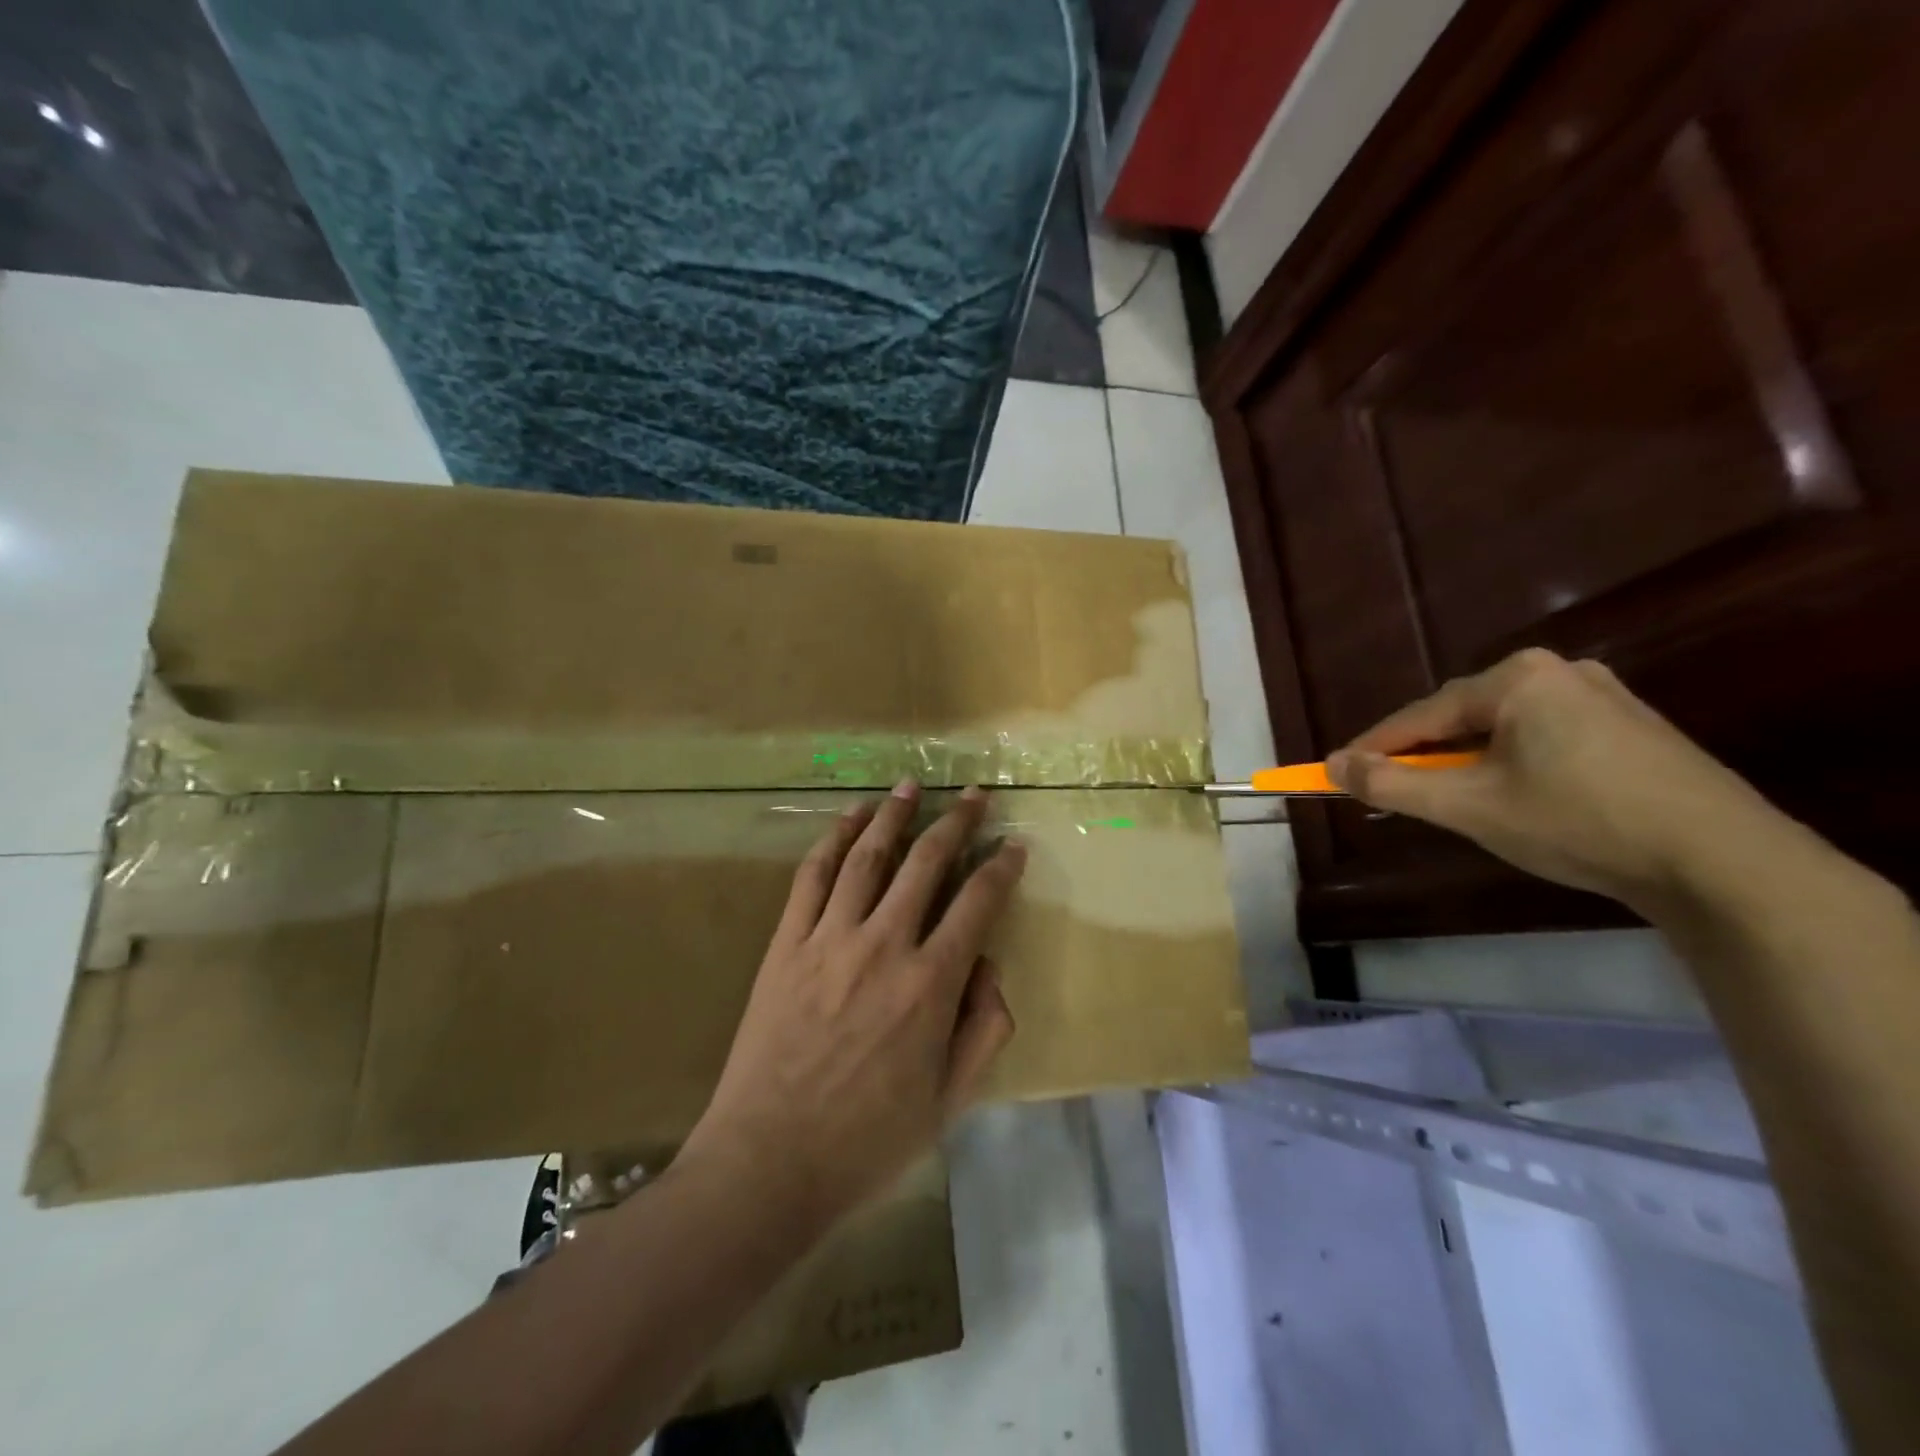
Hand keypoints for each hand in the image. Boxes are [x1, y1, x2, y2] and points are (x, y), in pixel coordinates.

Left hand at [680, 781, 1024, 1229]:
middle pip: (927, 861)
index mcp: (930, 984)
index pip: (978, 903)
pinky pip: (813, 876)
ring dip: (894, 813)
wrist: (768, 1162)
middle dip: (956, 821)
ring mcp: (830, 938)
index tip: (1014, 844)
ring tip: (911, 785)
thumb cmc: (868, 1141)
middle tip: (973, 795)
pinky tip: (850, 817)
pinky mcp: (787, 942)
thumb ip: (984, 1029)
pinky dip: (834, 839)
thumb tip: (989, 967)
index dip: (1001, 867)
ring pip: (869, 855)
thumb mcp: (949, 1100)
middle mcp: (884, 944)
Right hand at [1326, 648, 1779, 913]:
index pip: (1420, 716)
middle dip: (1423, 757)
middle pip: (1461, 719)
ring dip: (1466, 764)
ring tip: (1450, 802)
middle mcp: (1559, 672)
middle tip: (1394, 794)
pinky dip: (1510, 765)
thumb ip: (1392, 783)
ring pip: (1502, 730)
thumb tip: (1332, 764)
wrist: (1723, 863)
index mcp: (1517, 679)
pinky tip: (1514, 798)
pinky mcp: (1632, 729)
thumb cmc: (1577, 822)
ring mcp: (1603, 697)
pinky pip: (1542, 738)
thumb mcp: (1468, 806)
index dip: (1373, 748)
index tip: (1335, 773)